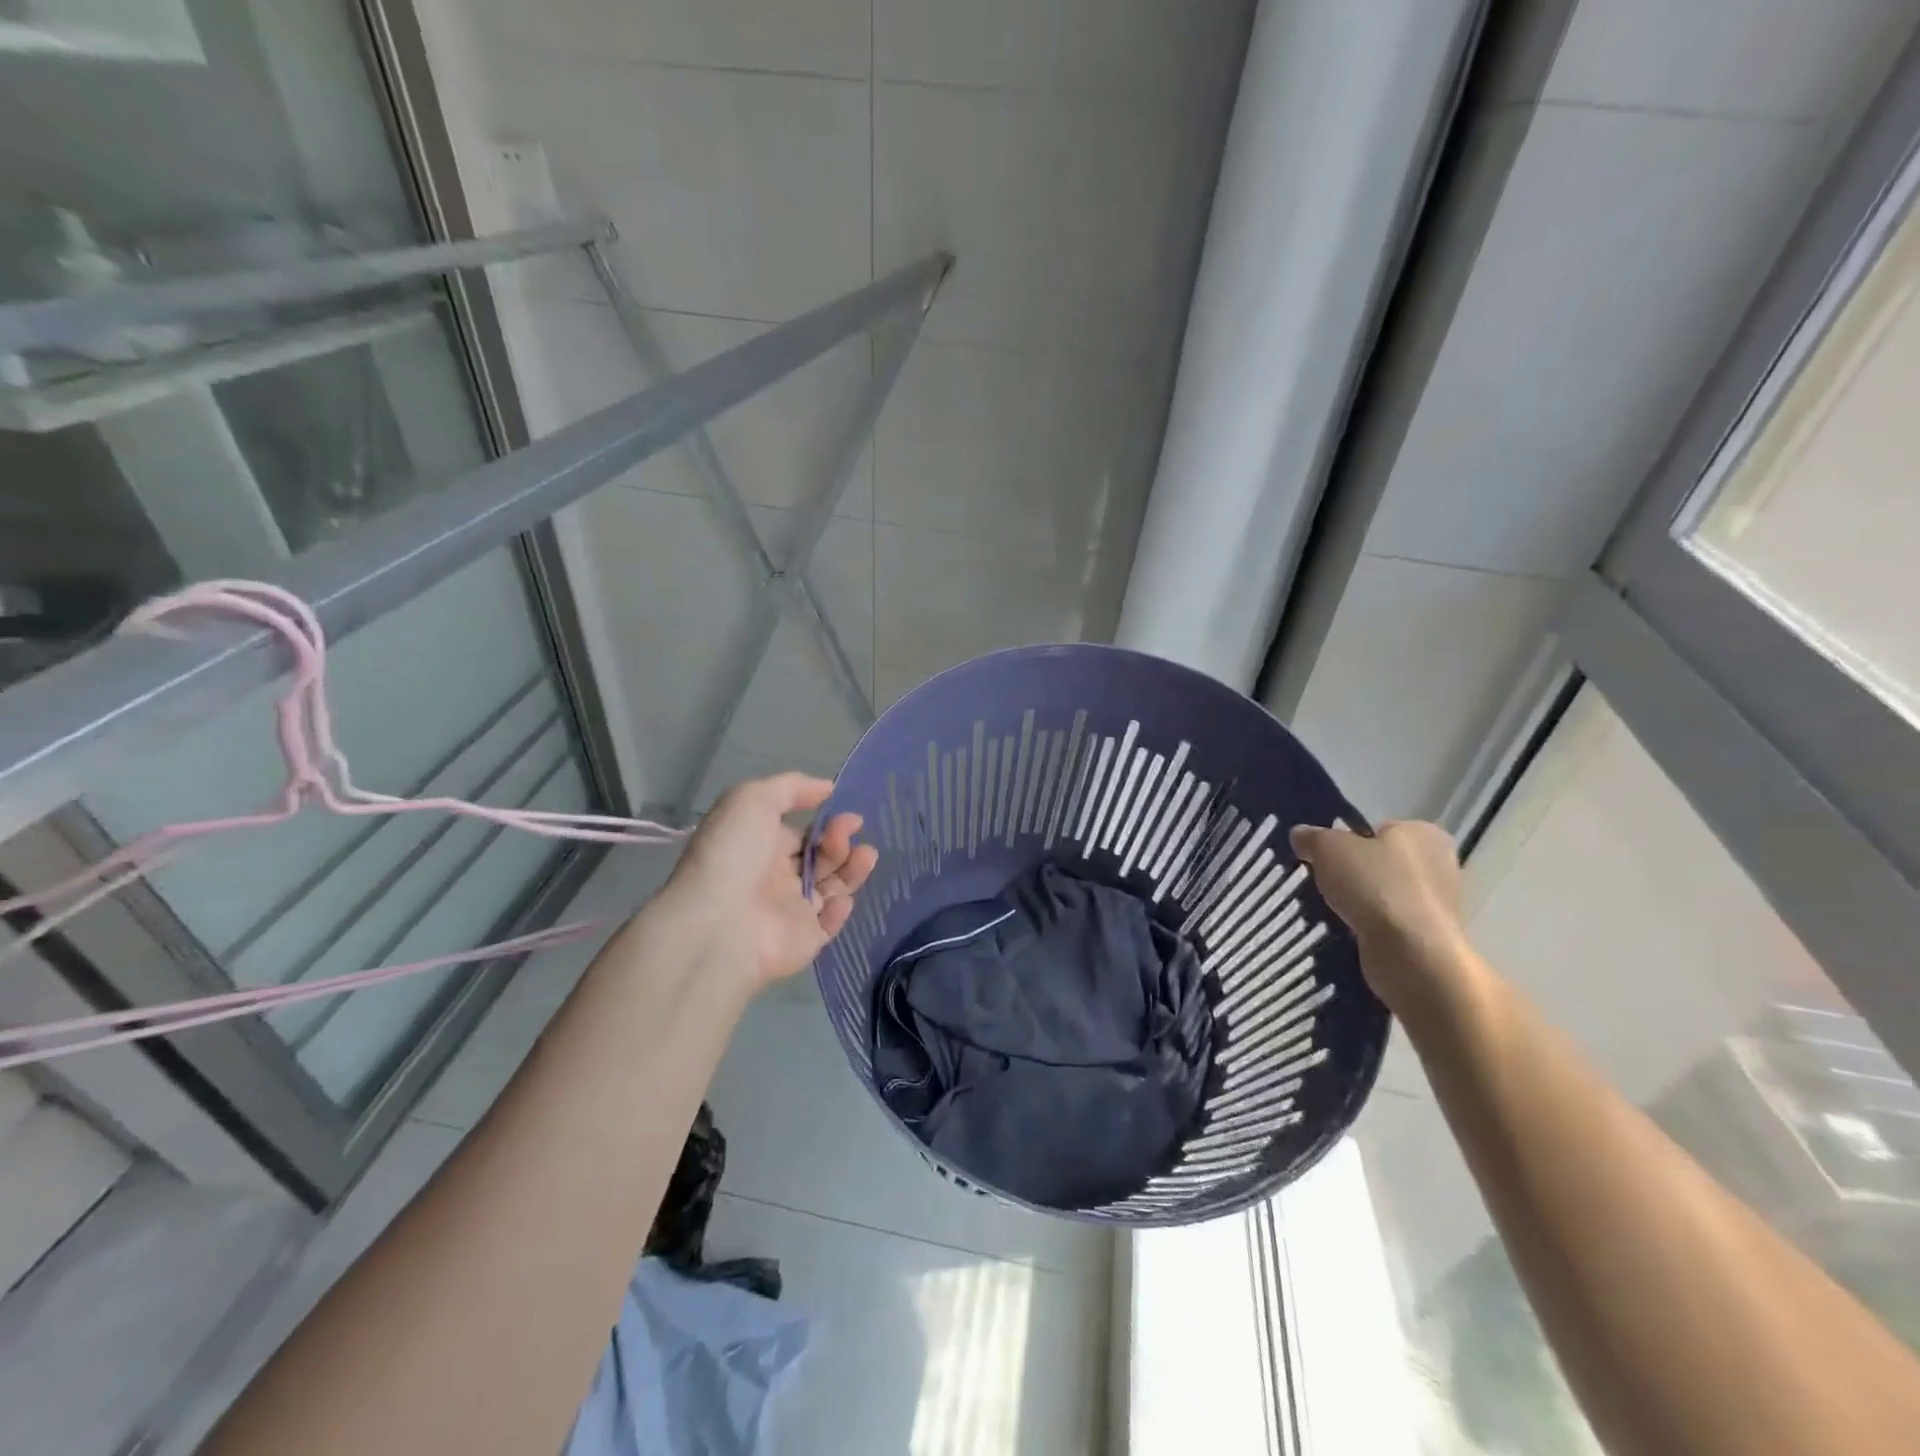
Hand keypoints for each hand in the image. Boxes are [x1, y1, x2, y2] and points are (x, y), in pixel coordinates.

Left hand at [661, 773, 878, 991]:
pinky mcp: (805, 940)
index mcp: (760, 845)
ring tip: (866, 855)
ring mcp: (791, 910)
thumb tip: (828, 788)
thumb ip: (792, 787)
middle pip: (821, 858)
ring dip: (852, 868)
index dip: (826, 824)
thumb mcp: (753, 799)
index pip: (802, 834)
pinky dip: (841, 908)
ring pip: (833, 886)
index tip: (848, 815)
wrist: (719, 925)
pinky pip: (831, 922)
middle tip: (850, 832)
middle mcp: (775, 877)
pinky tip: (840, 897)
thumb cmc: (733, 854)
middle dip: (841, 841)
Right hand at [1289, 820, 1468, 1014]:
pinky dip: (1366, 927)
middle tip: (1320, 881)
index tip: (1323, 856)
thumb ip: (1312, 837)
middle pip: (1378, 862)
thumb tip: (1300, 835)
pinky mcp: (1426, 937)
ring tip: (1327, 909)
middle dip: (1350, 873)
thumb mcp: (1329, 847)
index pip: (1376, 829)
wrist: (1411, 955)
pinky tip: (1345, 931)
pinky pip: (1385, 924)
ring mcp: (1435, 904)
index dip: (1346, 840)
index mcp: (1422, 833)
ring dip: (1356, 903)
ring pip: (1380, 895)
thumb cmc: (1376, 886)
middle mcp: (1437, 864)